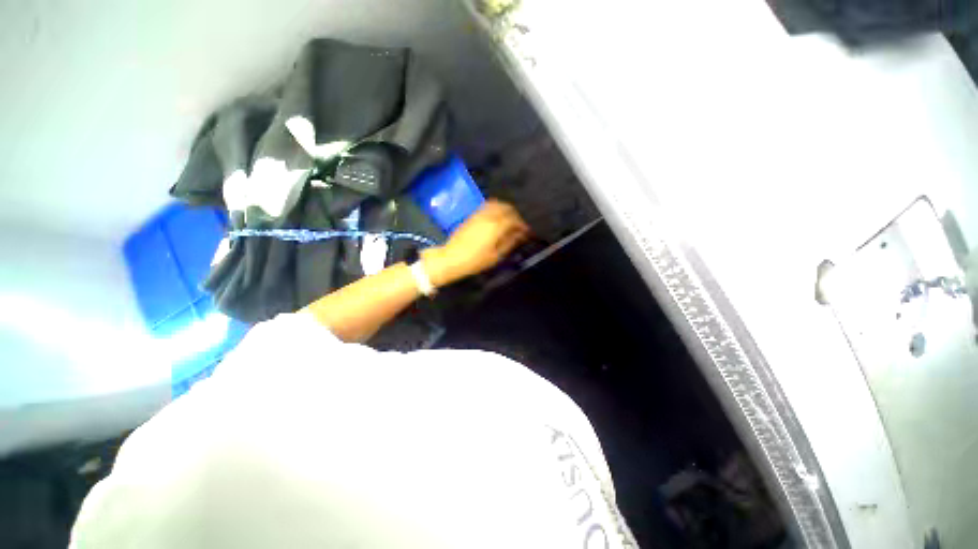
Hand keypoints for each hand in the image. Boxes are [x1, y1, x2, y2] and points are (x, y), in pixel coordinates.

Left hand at [421, 200, 529, 286]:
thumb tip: (520, 235)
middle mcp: (488, 216)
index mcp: (496, 226)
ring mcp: (479, 214)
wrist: (451, 258)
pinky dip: (495, 208)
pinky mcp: (472, 216)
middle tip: (518, 225)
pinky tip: (496, 219)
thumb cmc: (475, 261)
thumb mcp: (496, 256)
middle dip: (515, 215)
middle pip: (506, 208)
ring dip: (505, 210)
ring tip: (509, 221)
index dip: (522, 224)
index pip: (514, 219)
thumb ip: (509, 242)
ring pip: (496, 204)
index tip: (526, 231)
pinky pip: (487, 206)